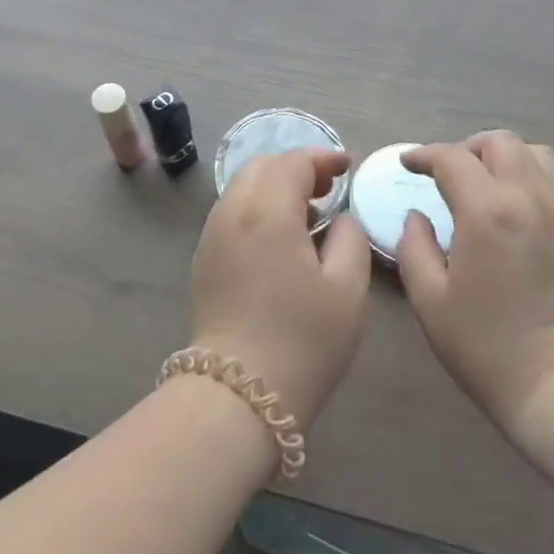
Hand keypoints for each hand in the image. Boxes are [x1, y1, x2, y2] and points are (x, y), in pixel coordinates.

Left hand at [189, 148, 370, 427]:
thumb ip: (350, 238)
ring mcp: (212, 236)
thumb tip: (340, 219)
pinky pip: (232, 214)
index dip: (323, 158)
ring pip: (243, 189)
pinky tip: (281, 240)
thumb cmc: (302, 340)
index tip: (348, 167)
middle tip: (329, 189)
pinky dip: (258, 208)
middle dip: (297, 168)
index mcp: (267, 211)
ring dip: (275, 188)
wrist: (237, 395)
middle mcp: (232, 213)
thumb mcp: (347, 289)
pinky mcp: (203, 259)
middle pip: (262, 167)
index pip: (294, 162)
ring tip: (309, 216)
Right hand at [397, 131, 553, 436]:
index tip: (410, 165)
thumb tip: (417, 215)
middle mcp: (529, 197)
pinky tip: (542, 200)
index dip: (424, 155)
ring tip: (495, 181)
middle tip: (451, 173)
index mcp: (485, 210)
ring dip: (511, 158)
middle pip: (499, 142)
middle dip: (468, 149)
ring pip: (541, 155)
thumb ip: (414, 246)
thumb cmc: (483, 345)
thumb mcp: (429, 299)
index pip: (451, 158)